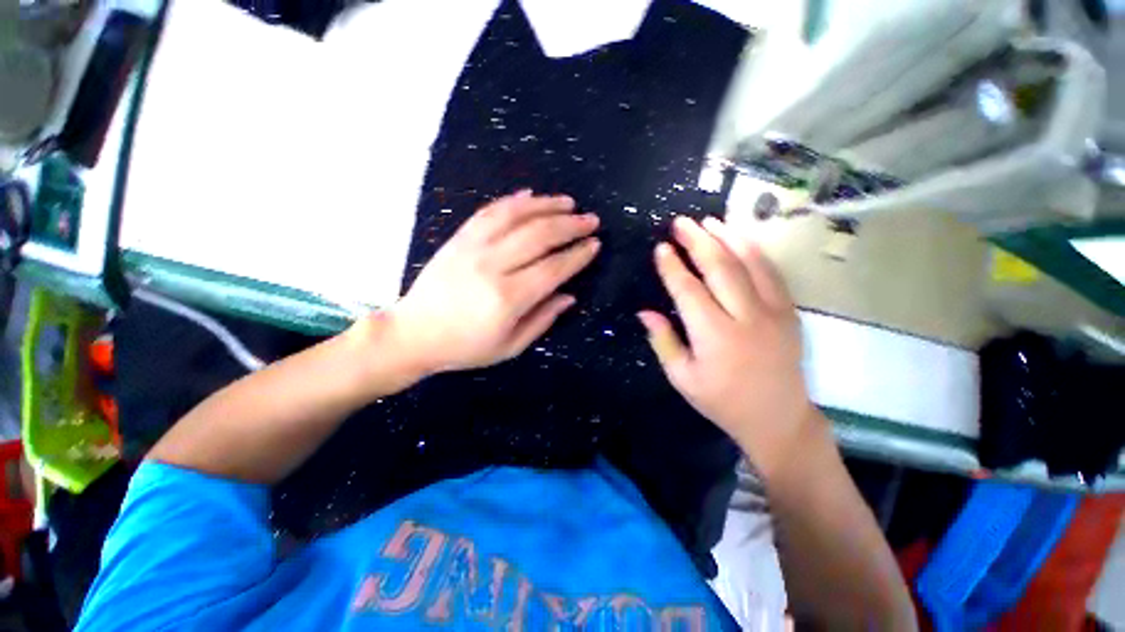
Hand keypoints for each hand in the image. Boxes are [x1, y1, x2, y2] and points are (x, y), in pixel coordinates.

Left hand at [381, 190, 599, 379]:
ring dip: (547, 206)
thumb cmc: (466, 347)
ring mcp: (473, 247)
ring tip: (569, 202)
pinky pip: (489, 212)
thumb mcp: (510, 346)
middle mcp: (492, 266)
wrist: (414, 333)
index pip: (553, 268)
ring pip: (516, 216)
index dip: (577, 255)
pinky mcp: (459, 238)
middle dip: (570, 225)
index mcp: (508, 298)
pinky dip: (513, 201)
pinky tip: (530, 196)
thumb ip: (543, 319)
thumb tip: (569, 296)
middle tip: (590, 220)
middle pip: (539, 235)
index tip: (594, 244)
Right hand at [638, 216, 819, 477]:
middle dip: (697, 241)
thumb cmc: (722, 401)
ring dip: (727, 237)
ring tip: (708, 220)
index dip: (672, 267)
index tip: (661, 247)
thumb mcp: (683, 378)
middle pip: (720, 268)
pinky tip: (740, 238)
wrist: (778, 418)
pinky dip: (754, 251)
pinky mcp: (789, 312)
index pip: (689, 291)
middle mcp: (745, 318)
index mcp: (714, 337)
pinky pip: (771, 273)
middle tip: (681, 223)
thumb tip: (645, 312)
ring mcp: (773, 312)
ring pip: (749, 263)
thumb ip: (663, 341)